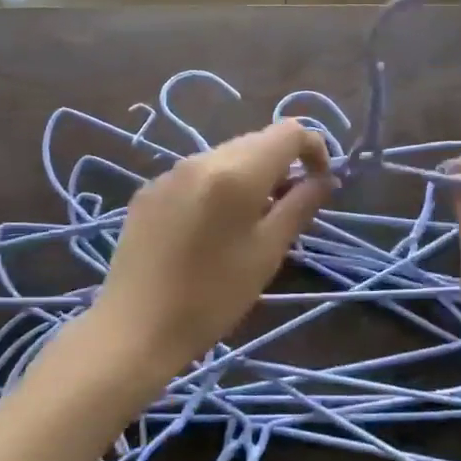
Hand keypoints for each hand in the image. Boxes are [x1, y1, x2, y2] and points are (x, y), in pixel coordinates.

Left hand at [92, 120, 332, 372]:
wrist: (135, 327)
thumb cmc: (213, 296)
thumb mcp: (267, 253)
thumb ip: (300, 206)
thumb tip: (325, 179)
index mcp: (236, 172)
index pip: (288, 132)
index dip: (314, 149)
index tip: (319, 184)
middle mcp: (201, 159)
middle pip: (256, 141)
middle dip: (281, 165)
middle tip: (288, 209)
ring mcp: (169, 173)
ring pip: (225, 158)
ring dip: (249, 177)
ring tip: (250, 223)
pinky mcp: (148, 192)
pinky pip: (196, 176)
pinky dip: (216, 189)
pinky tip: (209, 230)